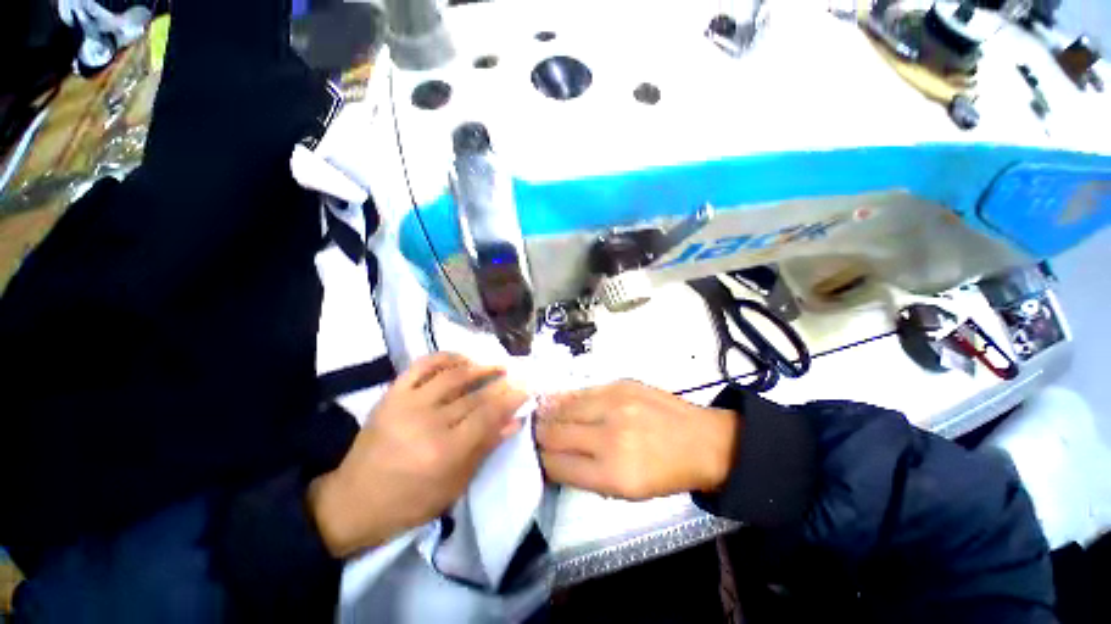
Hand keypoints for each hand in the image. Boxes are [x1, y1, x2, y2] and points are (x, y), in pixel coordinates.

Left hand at [309, 353, 527, 556]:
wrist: (354, 500)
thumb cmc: (410, 502)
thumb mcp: (454, 486)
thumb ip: (485, 448)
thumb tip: (514, 421)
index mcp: (444, 451)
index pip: (487, 416)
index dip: (510, 399)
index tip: (526, 388)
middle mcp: (427, 422)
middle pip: (474, 395)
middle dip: (501, 383)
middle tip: (517, 374)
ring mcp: (407, 404)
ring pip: (452, 376)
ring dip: (479, 367)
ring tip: (496, 364)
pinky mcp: (392, 394)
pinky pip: (422, 366)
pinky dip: (445, 358)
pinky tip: (462, 358)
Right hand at [536, 380, 737, 499]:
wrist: (702, 441)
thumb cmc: (664, 474)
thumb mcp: (626, 492)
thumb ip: (585, 474)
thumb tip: (552, 459)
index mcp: (612, 473)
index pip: (556, 464)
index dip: (540, 461)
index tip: (534, 457)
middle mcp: (609, 436)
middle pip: (554, 433)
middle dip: (538, 436)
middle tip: (533, 435)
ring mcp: (615, 404)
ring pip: (563, 407)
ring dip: (549, 414)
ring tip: (541, 416)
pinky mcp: (620, 384)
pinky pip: (581, 391)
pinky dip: (566, 399)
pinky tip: (560, 401)